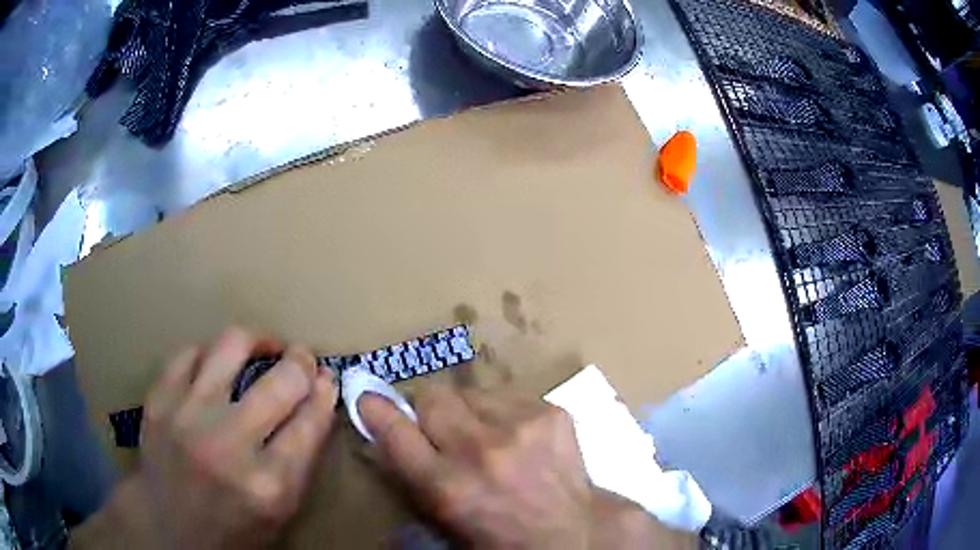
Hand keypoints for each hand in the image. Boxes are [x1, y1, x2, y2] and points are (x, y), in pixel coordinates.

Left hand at [73, 327, 338, 548]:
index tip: (327, 378)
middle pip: (282, 381)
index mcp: (269, 485)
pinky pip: (189, 353)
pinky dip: (208, 356)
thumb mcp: (281, 511)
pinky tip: (214, 367)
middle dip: (302, 362)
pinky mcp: (158, 401)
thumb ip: (301, 459)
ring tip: (262, 347)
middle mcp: (228, 446)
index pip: (311, 422)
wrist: (167, 530)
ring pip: (232, 346)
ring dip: (257, 341)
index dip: (325, 392)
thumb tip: (315, 401)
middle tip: (301, 359)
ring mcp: (187, 417)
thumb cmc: (233, 530)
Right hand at [359, 384, 696, 548]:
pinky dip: (501, 413)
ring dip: (467, 412)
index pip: (395, 433)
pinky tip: (516, 437)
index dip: (376, 410)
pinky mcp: (550, 412)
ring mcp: (520, 427)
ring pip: (469, 393)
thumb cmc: (499, 535)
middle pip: (432, 397)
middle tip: (442, 429)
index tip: (367, 397)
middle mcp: (480, 451)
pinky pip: (505, 396)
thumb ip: (411, 475)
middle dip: (428, 410)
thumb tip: (384, 431)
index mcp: (448, 488)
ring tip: (487, 438)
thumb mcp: (443, 518)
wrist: (570, 531)